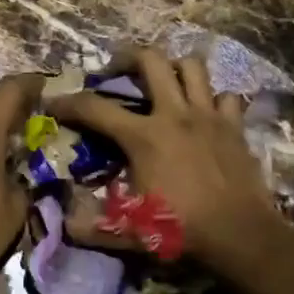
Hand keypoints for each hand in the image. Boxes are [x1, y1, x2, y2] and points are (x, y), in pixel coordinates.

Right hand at [49, 47, 280, 271]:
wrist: (240, 235)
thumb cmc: (181, 230)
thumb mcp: (129, 232)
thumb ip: (92, 227)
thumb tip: (65, 223)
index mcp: (143, 137)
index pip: (94, 109)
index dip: (68, 103)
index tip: (53, 102)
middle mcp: (174, 115)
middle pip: (151, 61)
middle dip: (128, 57)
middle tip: (117, 70)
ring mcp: (208, 116)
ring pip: (193, 67)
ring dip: (174, 67)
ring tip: (164, 79)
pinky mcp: (235, 127)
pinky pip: (226, 97)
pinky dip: (214, 99)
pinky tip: (206, 111)